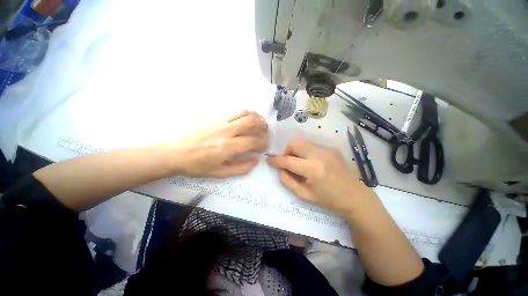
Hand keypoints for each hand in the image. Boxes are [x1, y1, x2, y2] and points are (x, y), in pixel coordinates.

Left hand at [169, 111, 267, 177]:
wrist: (176, 153)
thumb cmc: (198, 166)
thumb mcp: (220, 173)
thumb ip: (241, 168)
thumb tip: (255, 160)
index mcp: (228, 147)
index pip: (253, 141)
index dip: (263, 143)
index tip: (264, 146)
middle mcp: (227, 131)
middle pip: (252, 122)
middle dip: (264, 127)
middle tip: (266, 133)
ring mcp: (221, 122)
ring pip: (245, 113)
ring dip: (256, 118)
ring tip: (259, 124)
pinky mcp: (216, 118)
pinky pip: (235, 112)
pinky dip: (246, 114)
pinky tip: (246, 121)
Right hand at [267, 138, 375, 215]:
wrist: (355, 196)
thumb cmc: (328, 199)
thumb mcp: (304, 195)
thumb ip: (287, 181)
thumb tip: (280, 169)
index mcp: (313, 170)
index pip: (288, 161)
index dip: (276, 160)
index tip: (269, 160)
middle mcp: (319, 155)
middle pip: (295, 143)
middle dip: (287, 151)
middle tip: (288, 162)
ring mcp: (327, 149)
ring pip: (302, 142)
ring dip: (296, 150)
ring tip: (299, 162)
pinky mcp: (331, 148)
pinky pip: (311, 145)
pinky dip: (305, 151)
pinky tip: (310, 162)